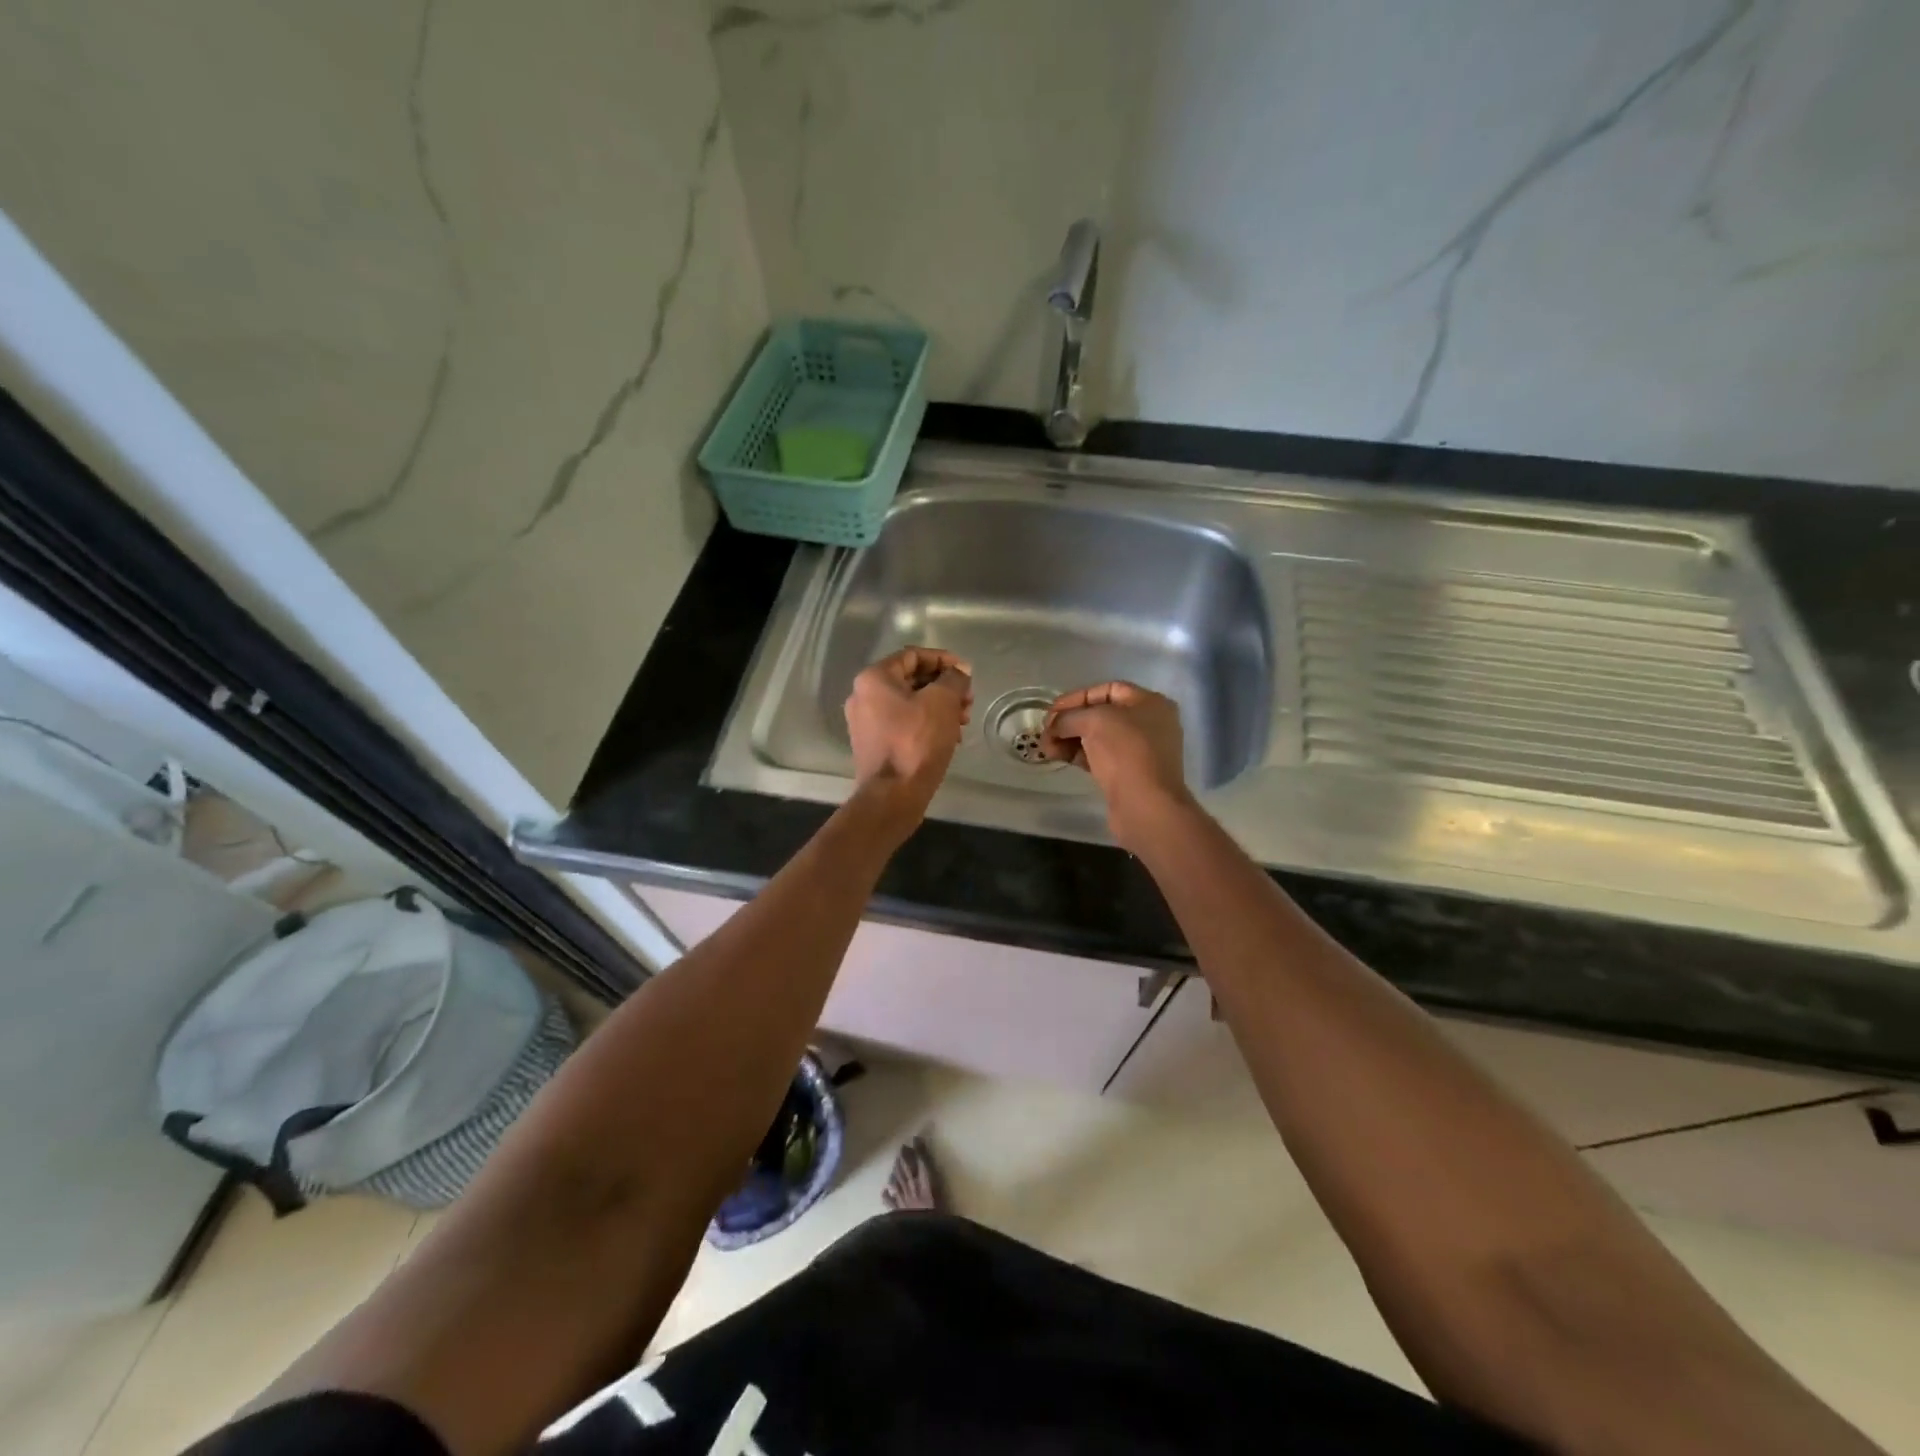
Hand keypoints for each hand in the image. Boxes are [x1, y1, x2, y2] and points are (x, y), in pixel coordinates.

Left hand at [844, 647, 972, 823]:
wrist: (893, 795)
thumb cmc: (917, 742)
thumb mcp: (943, 702)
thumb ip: (954, 679)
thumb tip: (959, 672)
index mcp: (874, 678)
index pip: (913, 656)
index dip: (944, 660)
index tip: (967, 673)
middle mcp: (863, 696)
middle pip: (911, 680)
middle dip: (944, 687)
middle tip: (968, 700)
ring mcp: (865, 722)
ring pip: (909, 703)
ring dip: (939, 707)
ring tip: (963, 721)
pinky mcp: (873, 744)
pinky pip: (903, 723)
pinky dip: (926, 724)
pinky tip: (948, 738)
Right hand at [1041, 681, 1192, 850]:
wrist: (1146, 806)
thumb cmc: (1125, 752)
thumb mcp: (1094, 722)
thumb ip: (1069, 717)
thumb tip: (1053, 726)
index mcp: (1149, 703)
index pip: (1107, 690)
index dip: (1076, 697)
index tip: (1052, 711)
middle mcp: (1149, 723)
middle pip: (1101, 714)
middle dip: (1070, 721)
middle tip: (1045, 732)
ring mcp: (1141, 750)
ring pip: (1098, 737)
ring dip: (1070, 739)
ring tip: (1046, 749)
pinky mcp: (1130, 774)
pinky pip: (1101, 756)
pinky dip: (1079, 754)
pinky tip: (1059, 757)